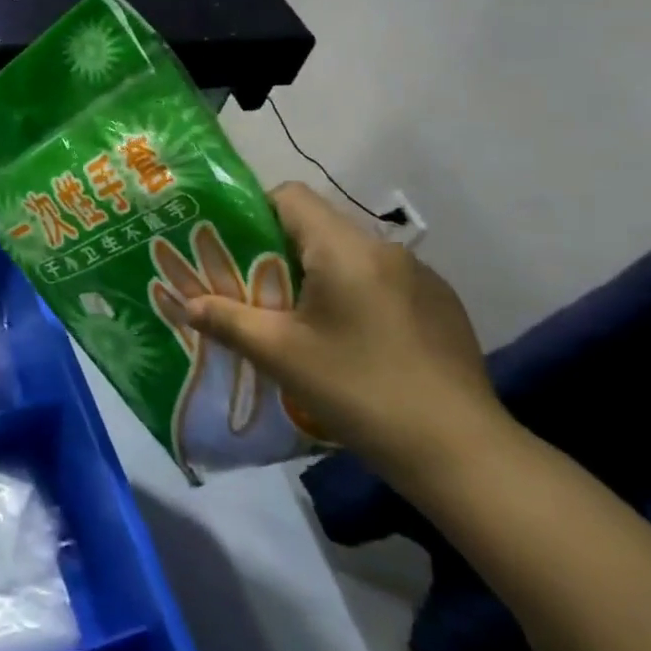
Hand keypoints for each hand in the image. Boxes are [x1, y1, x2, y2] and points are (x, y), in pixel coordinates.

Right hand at [186, 182, 505, 484]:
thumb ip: (228, 320)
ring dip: (321, 275)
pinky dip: (357, 295)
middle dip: (281, 252)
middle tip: (257, 292)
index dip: (254, 212)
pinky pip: (383, 281)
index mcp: (344, 249)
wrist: (462, 453)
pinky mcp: (443, 306)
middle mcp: (385, 249)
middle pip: (319, 226)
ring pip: (352, 256)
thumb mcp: (281, 356)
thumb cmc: (360, 391)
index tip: (235, 250)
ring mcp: (421, 276)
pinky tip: (356, 344)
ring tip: (303, 322)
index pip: (290, 196)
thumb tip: (187, 304)